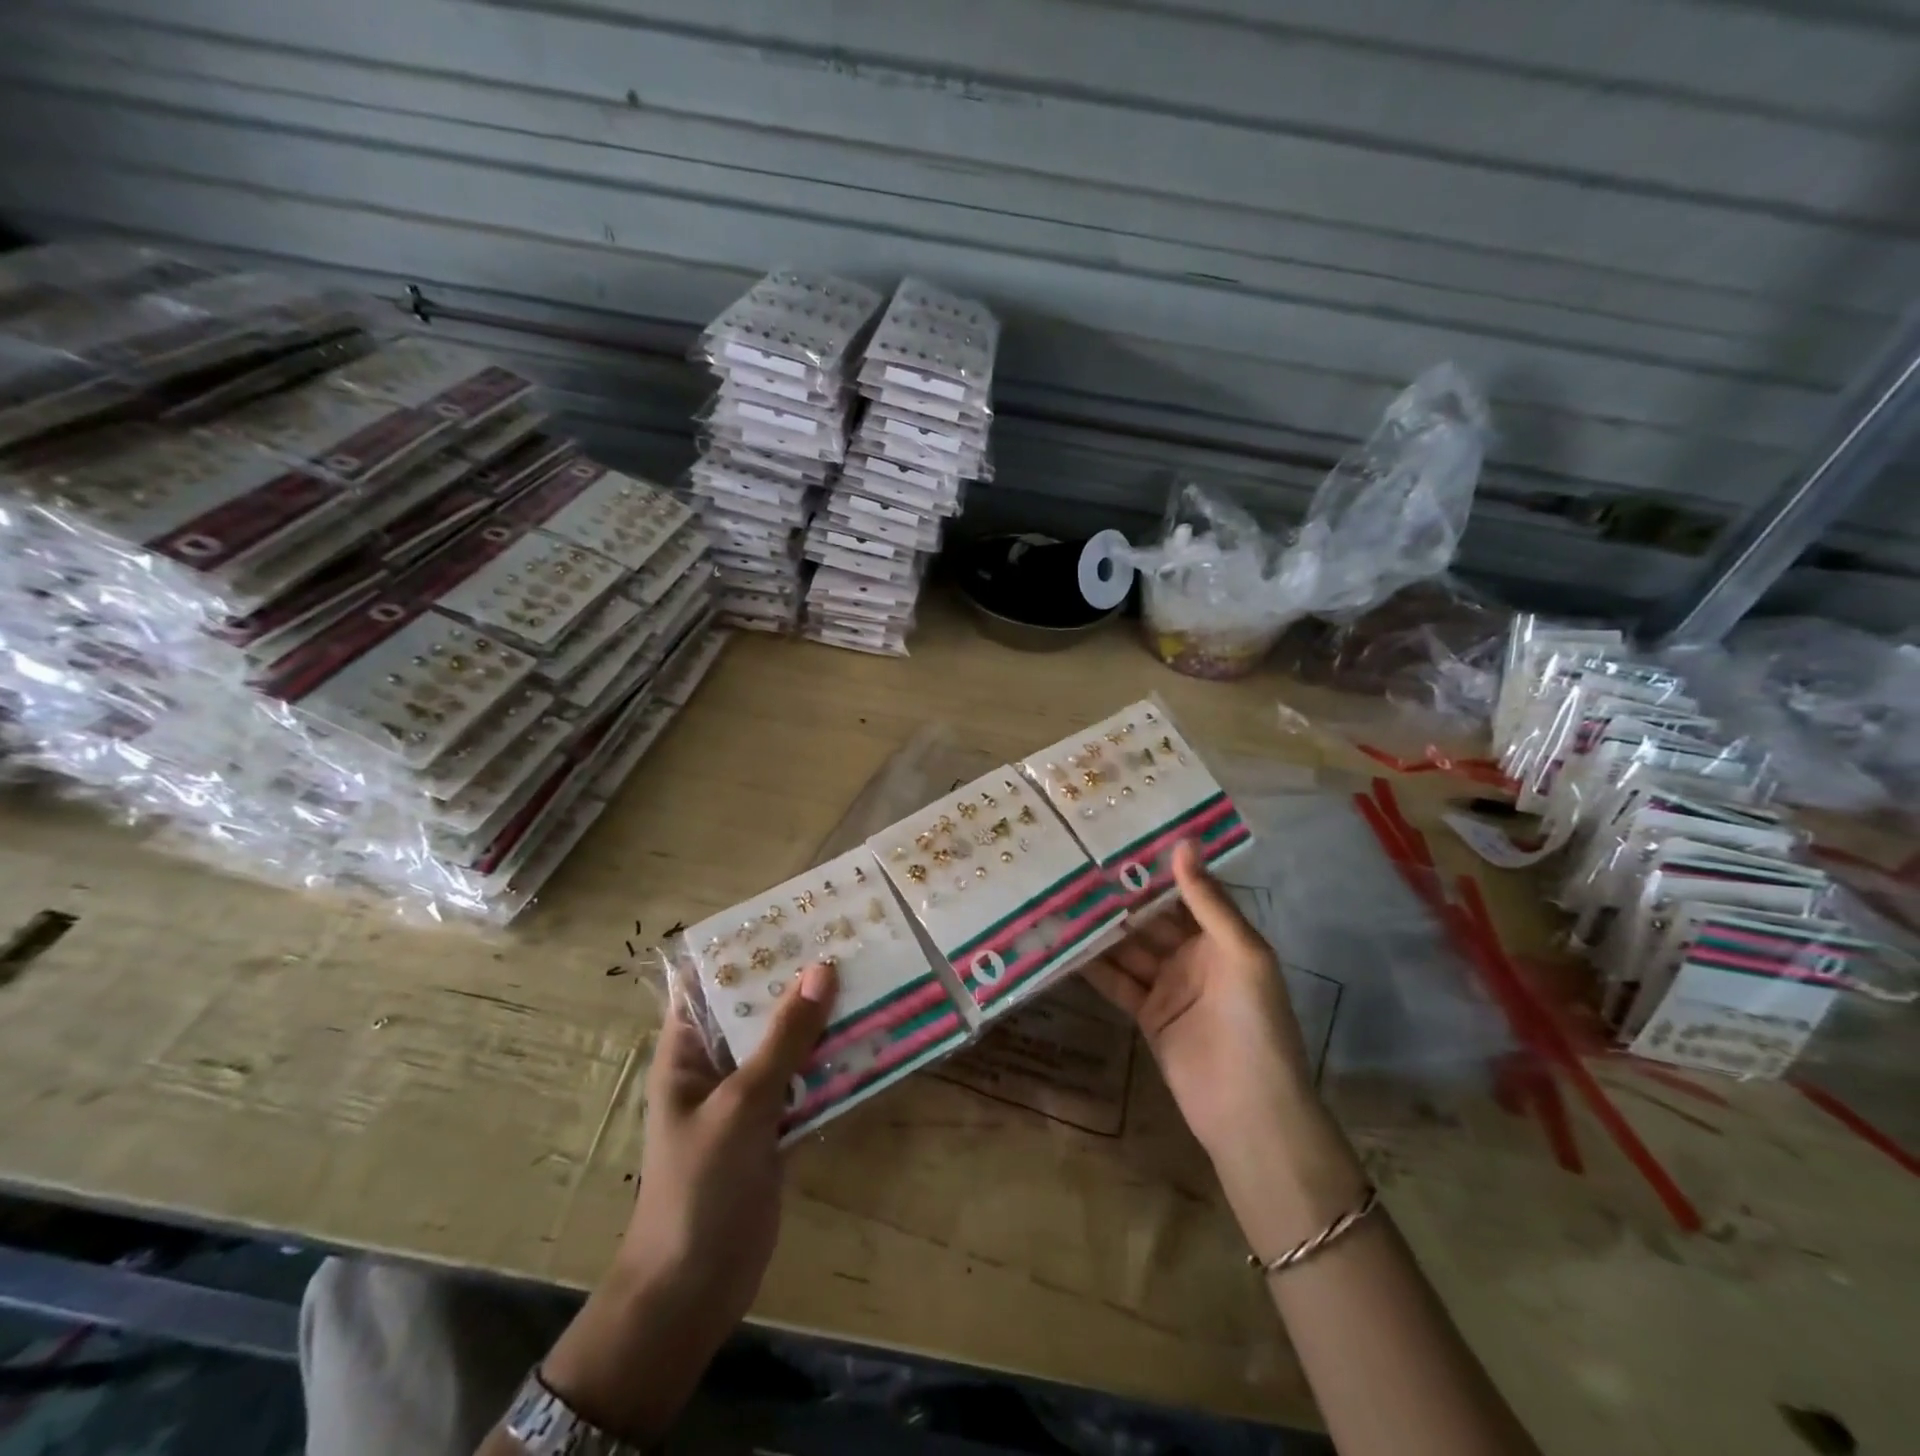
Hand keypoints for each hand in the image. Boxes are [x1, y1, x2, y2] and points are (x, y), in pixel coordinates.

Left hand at [537, 961, 837, 1444]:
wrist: (694, 1290)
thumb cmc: (699, 1186)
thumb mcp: (741, 1104)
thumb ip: (784, 1039)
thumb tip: (822, 968)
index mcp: (688, 1050)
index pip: (710, 982)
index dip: (745, 948)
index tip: (792, 916)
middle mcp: (718, 1065)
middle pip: (760, 1009)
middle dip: (799, 979)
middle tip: (848, 939)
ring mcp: (749, 1097)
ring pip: (790, 1044)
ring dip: (824, 1020)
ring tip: (871, 977)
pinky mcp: (776, 1126)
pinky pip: (809, 1082)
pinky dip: (835, 1064)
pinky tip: (873, 1039)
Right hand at [1081, 843, 1362, 1249]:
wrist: (1248, 1110)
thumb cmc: (1254, 1022)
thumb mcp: (1241, 953)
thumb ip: (1208, 902)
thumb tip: (1184, 843)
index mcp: (1222, 937)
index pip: (1186, 892)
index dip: (1157, 869)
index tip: (1121, 839)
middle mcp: (1194, 955)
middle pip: (1151, 919)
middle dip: (1121, 897)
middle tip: (1079, 866)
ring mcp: (1168, 986)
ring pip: (1129, 948)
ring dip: (1101, 928)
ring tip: (1063, 898)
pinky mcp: (1147, 1015)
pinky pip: (1117, 982)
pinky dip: (1093, 966)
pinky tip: (1065, 945)